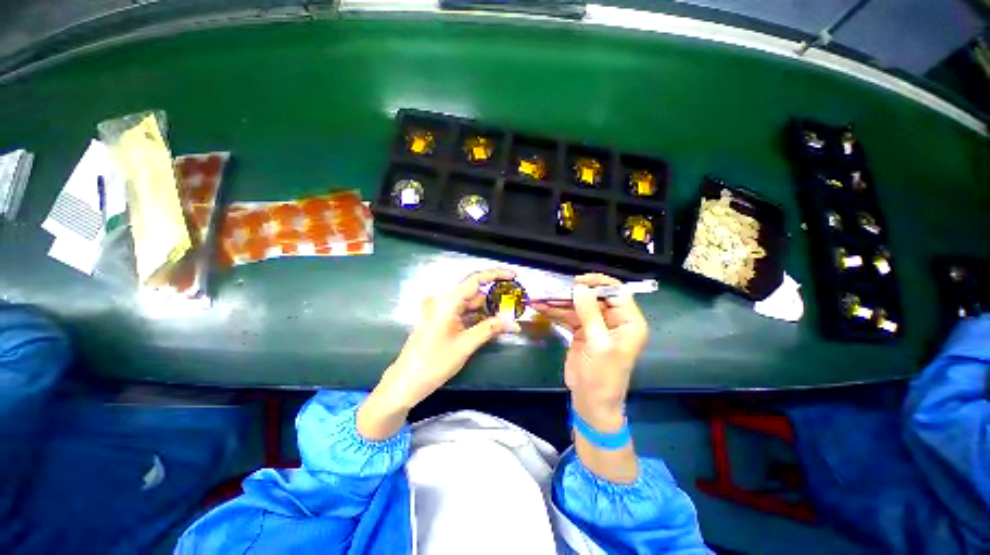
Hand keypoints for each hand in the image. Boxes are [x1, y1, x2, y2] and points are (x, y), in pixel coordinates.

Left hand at [359, 268, 518, 439]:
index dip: (496, 274)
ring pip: (470, 303)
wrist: (406, 382)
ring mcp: (441, 310)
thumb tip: (515, 324)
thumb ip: (490, 329)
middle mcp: (444, 301)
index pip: (475, 279)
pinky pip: (464, 312)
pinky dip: (477, 316)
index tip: (514, 276)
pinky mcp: (441, 319)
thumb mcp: (465, 345)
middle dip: (494, 298)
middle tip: (514, 305)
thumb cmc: (434, 363)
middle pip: (474, 292)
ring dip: (488, 309)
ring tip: (506, 317)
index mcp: (447, 302)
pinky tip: (491, 324)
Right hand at [532, 273, 648, 426]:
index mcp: (628, 321)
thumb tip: (580, 287)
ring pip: (578, 305)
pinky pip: (569, 315)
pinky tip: (541, 307)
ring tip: (541, 298)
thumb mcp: (598, 344)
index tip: (576, 282)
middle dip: (572, 293)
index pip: (617, 292)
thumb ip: (589, 313)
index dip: (597, 283)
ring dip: (559, 301)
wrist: (591, 402)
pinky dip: (555, 311)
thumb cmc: (602, 376)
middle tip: (552, 290)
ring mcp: (596, 325)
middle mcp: (614, 320)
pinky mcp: (582, 331)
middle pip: (594, 296)